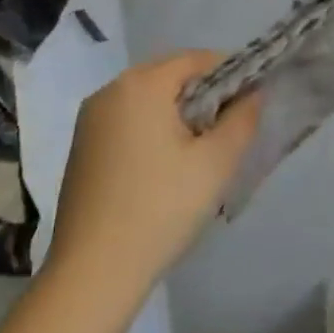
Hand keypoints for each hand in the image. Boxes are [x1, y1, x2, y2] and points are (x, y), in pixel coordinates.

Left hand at [46, 52, 259, 304]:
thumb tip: (253, 94)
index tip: (249, 102)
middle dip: (202, 93)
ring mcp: (90, 119)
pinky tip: (163, 166)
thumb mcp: (215, 164)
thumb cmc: (160, 209)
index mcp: (141, 84)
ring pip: (146, 98)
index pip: (195, 59)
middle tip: (227, 128)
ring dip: (176, 112)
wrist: (92, 273)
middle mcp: (110, 90)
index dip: (229, 73)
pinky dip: (150, 128)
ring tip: (198, 150)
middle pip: (168, 75)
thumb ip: (241, 120)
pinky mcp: (81, 146)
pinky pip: (126, 119)